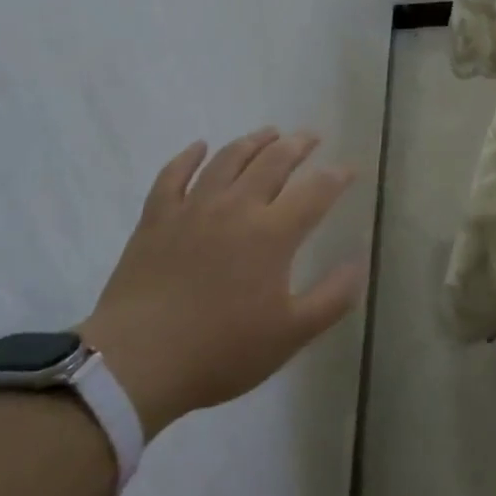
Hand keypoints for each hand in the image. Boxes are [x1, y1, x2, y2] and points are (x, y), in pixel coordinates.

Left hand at [80, 128, 363, 432]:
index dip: (337, 176)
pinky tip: (199, 147)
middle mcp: (237, 207)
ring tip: (269, 133)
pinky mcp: (157, 218)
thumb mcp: (290, 335)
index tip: (350, 169)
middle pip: (273, 162)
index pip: (315, 191)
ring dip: (253, 141)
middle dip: (297, 145)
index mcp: (273, 233)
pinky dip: (188, 156)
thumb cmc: (220, 350)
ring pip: (228, 159)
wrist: (136, 362)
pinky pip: (173, 175)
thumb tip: (358, 264)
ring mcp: (193, 208)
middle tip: (311, 136)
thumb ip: (331, 298)